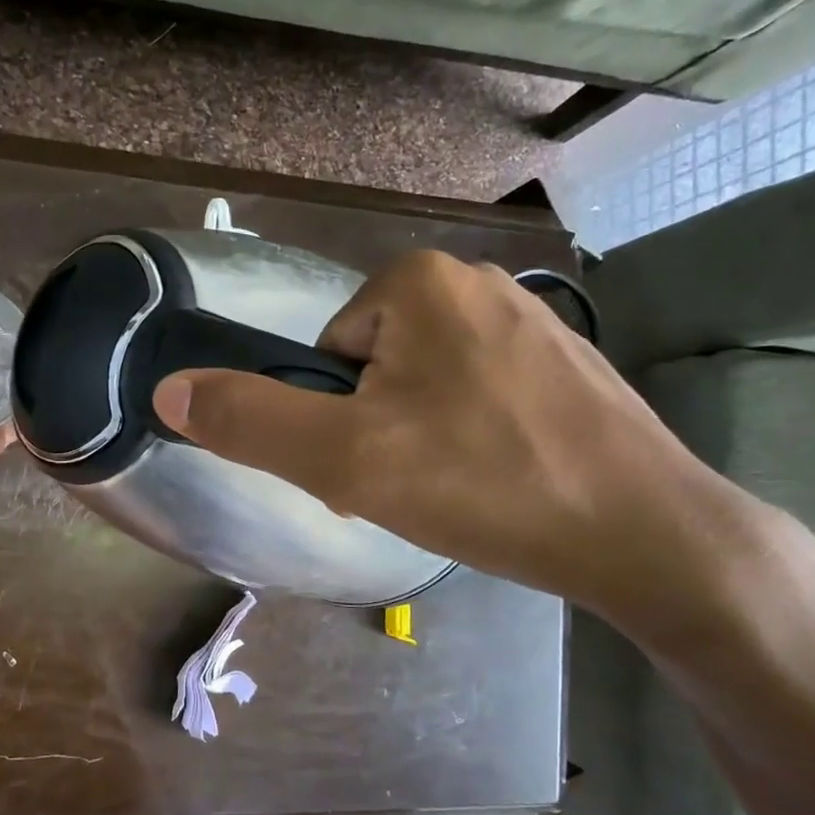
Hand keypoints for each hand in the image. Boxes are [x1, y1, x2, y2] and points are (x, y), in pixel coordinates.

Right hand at [150, 251, 754, 635]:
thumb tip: (168, 390)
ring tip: (458, 492)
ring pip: (426, 385)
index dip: (333, 420)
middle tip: (411, 487)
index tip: (369, 468)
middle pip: (374, 368)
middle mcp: (474, 282)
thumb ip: (248, 421)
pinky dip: (472, 440)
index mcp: (417, 281)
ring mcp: (530, 320)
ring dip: (420, 440)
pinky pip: (480, 396)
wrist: (645, 534)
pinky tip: (500, 482)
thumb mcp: (344, 459)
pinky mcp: (567, 364)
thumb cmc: (483, 483)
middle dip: (376, 430)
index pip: (326, 353)